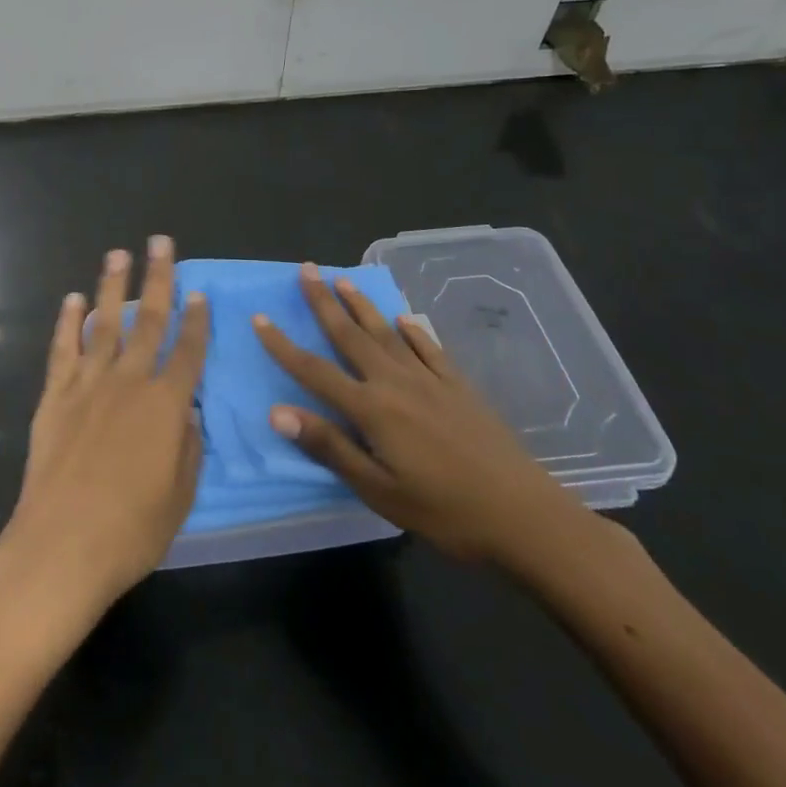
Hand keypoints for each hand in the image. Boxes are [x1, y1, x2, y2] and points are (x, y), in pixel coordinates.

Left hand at [0, 237, 208, 634]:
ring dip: (112, 286)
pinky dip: (67, 323)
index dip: (197, 320)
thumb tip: (188, 413)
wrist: (60, 546)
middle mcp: (128, 383)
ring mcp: (87, 385)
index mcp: (166, 406)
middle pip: (148, 320)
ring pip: (103, 323)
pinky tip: (72, 300)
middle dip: (158, 278)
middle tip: (161, 242)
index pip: (188, 351)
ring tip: (118, 254)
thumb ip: (188, 449)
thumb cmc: (131, 531)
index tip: (200, 292)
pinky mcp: (54, 396)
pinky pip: (62, 350)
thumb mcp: (180, 497)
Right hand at [254, 263, 595, 571]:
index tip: (260, 317)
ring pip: (387, 334)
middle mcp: (396, 383)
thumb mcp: (378, 490)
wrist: (525, 516)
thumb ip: (330, 447)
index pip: (315, 371)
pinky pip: (430, 349)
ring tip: (343, 280)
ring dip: (362, 305)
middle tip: (305, 270)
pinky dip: (414, 331)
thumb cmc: (444, 511)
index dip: (283, 345)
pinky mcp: (460, 387)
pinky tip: (405, 318)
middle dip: (323, 302)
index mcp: (372, 409)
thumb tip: (277, 412)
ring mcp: (431, 381)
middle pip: (350, 336)